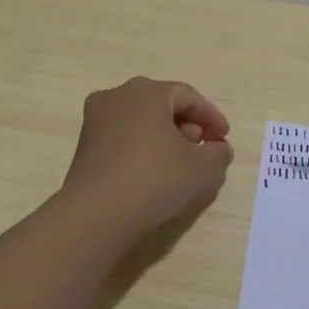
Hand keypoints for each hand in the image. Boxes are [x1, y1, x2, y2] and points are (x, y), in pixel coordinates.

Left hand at [58, 76, 234, 243]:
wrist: (95, 216)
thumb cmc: (154, 179)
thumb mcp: (201, 168)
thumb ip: (218, 153)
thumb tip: (218, 149)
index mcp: (146, 91)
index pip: (188, 96)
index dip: (211, 117)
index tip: (224, 139)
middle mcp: (117, 96)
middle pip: (162, 105)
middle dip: (187, 126)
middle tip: (202, 149)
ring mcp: (96, 121)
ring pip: (141, 121)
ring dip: (165, 138)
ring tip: (180, 164)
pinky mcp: (85, 146)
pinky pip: (123, 138)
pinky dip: (143, 148)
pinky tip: (154, 173)